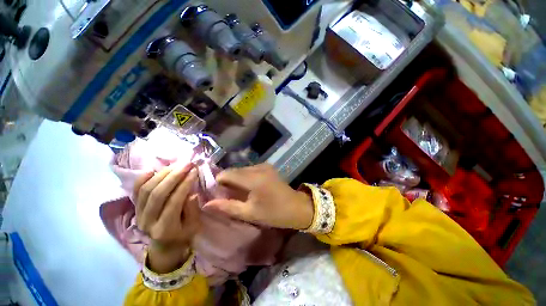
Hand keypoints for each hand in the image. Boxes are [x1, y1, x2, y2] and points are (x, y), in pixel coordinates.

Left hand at [133, 163, 198, 272]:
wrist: (163, 245)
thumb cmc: (182, 235)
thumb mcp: (193, 226)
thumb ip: (192, 210)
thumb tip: (191, 193)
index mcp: (165, 229)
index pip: (174, 201)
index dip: (185, 184)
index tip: (194, 171)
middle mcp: (148, 221)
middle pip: (158, 194)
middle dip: (174, 176)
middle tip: (187, 164)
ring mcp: (138, 215)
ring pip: (146, 190)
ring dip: (162, 174)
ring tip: (176, 165)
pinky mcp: (135, 209)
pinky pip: (135, 191)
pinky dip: (142, 179)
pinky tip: (152, 169)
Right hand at [202, 164, 313, 229]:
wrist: (296, 206)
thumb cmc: (274, 213)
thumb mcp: (250, 213)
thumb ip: (228, 207)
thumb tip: (206, 204)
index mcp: (253, 179)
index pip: (227, 174)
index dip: (218, 182)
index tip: (217, 194)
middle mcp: (258, 167)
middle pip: (234, 170)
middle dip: (227, 181)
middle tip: (226, 195)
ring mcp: (264, 165)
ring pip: (241, 169)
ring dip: (236, 179)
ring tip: (238, 193)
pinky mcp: (267, 166)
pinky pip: (250, 169)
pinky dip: (245, 177)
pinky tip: (248, 187)